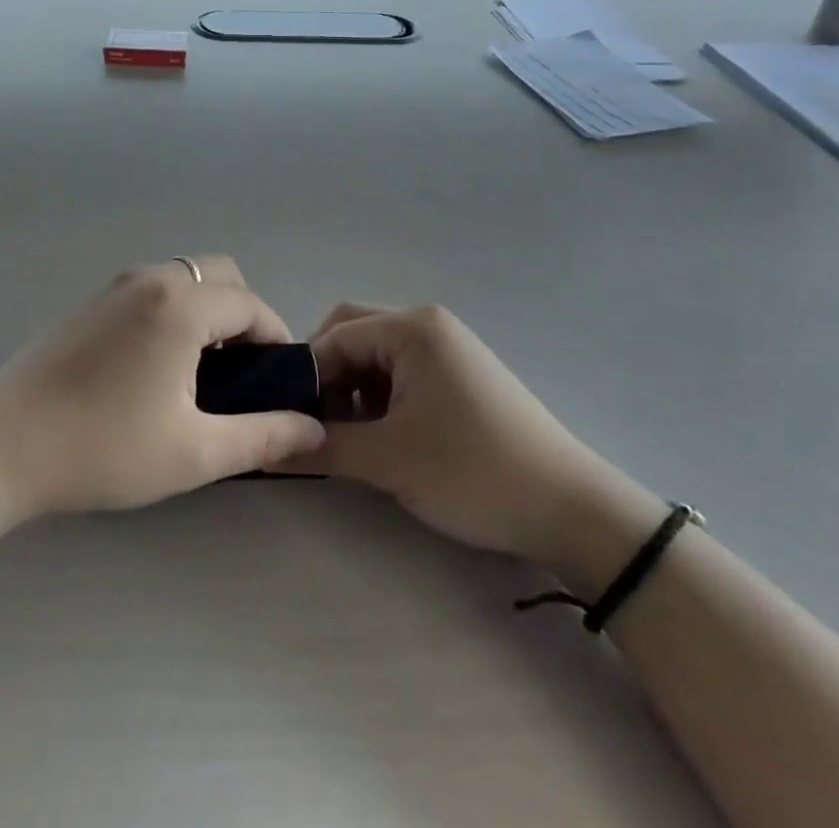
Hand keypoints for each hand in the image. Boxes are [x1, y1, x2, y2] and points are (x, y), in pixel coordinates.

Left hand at [0, 258, 326, 516]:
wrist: (2, 446)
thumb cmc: (105, 448)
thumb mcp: (194, 452)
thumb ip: (262, 436)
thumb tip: (312, 429)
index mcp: (180, 305)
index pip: (250, 304)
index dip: (276, 338)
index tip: (279, 381)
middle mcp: (150, 279)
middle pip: (219, 275)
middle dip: (243, 315)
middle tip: (241, 373)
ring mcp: (113, 287)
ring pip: (183, 278)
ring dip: (207, 311)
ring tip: (201, 372)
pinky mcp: (89, 303)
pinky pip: (151, 290)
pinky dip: (173, 311)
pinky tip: (156, 366)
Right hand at [291, 303, 630, 568]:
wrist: (571, 511)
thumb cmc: (472, 471)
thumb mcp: (389, 460)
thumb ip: (322, 448)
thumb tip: (267, 448)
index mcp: (412, 329)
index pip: (335, 336)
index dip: (306, 375)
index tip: (287, 418)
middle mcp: (429, 326)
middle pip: (355, 337)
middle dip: (328, 379)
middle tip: (315, 426)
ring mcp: (449, 351)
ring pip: (378, 359)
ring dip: (354, 392)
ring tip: (349, 440)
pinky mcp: (462, 378)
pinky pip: (404, 375)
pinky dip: (382, 401)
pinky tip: (383, 439)